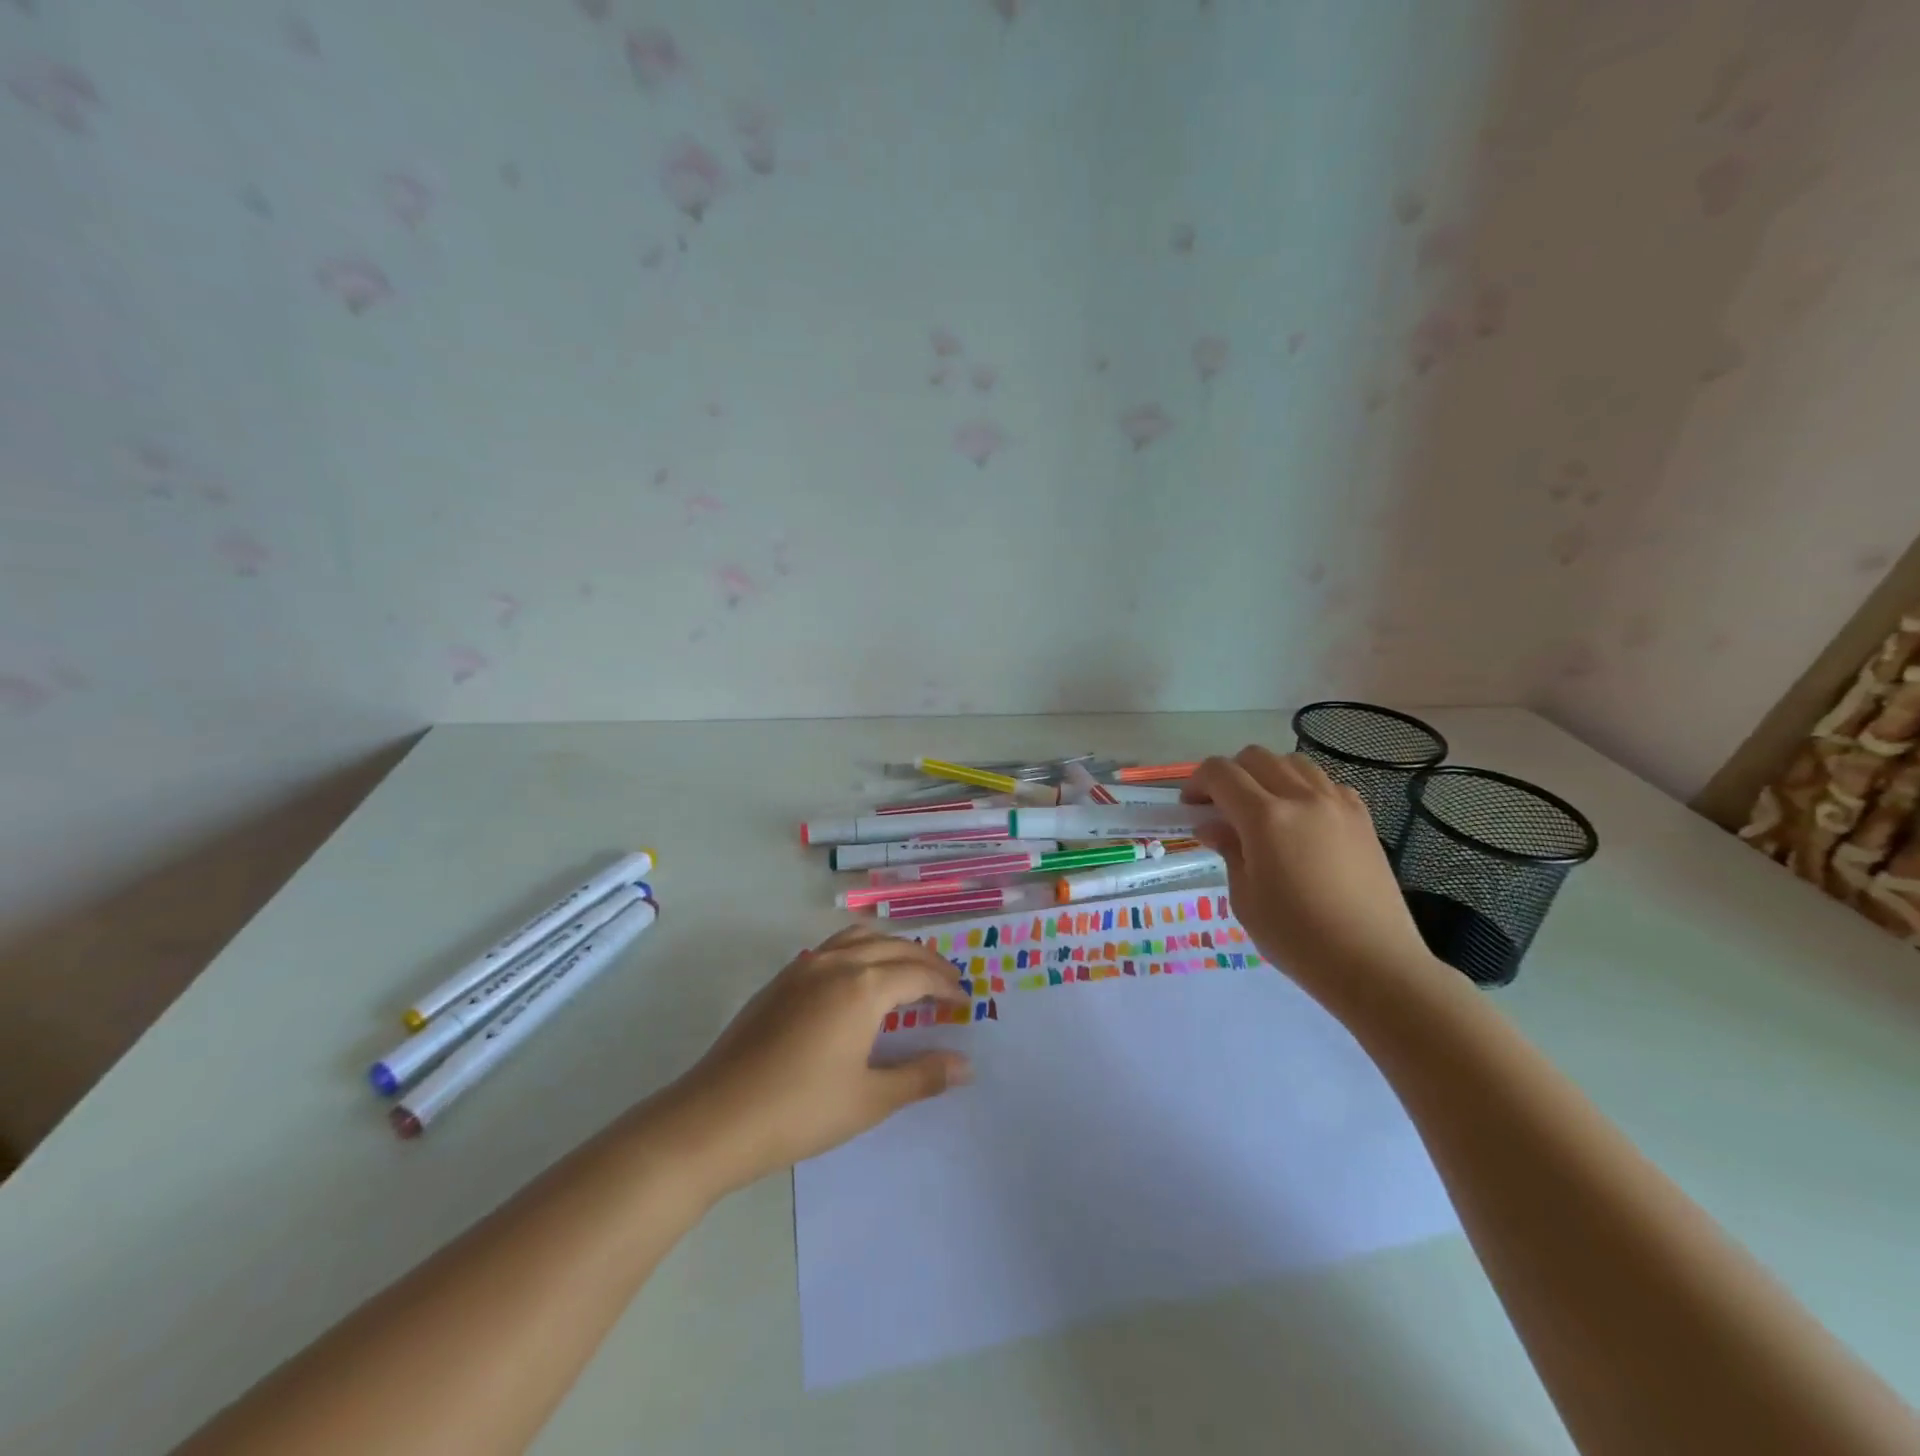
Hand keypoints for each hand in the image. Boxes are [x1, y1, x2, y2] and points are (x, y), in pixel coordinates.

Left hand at [665, 926, 971, 1195]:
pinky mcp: (780, 980)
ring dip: (890, 948)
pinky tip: (859, 983)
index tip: (963, 1001)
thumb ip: (921, 1076)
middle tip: (946, 982)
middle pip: (892, 947)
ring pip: (859, 938)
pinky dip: (860, 952)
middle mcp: (836, 964)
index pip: (917, 974)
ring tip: (907, 972)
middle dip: (925, 961)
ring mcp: (803, 967)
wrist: (715, 1118)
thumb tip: (965, 1065)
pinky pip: (832, 948)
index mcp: (863, 987)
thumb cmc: (800, 1111)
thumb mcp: (870, 1099)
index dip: (945, 985)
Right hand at [1184, 746, 1441, 1009]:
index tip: (1190, 805)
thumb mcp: (1245, 898)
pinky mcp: (1362, 818)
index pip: (1221, 774)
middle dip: (1230, 774)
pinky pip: (1326, 783)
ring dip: (1268, 774)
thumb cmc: (1297, 938)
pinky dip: (1304, 788)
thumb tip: (1213, 826)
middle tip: (1220, 806)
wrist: (1372, 964)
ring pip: (1293, 763)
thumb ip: (1229, 851)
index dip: (1197, 782)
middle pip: (1256, 758)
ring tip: (1262, 807)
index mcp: (1265, 818)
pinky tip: (1301, 819)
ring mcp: (1337, 804)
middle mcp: (1302, 798)